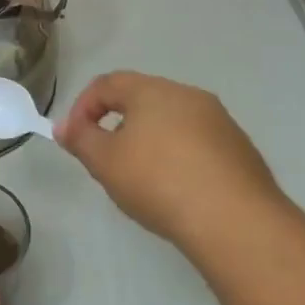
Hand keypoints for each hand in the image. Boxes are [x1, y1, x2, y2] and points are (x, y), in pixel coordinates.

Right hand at [56, 71, 295, 257]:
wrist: (235, 220)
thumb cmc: (158, 181)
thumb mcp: (105, 162)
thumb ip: (81, 139)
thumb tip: (64, 126)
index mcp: (153, 90)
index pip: (108, 83)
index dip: (83, 106)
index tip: (74, 138)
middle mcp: (188, 95)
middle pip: (142, 99)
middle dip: (117, 124)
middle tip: (106, 159)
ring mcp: (220, 121)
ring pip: (172, 122)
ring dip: (149, 141)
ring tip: (141, 179)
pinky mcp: (240, 149)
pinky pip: (197, 144)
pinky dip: (178, 158)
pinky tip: (176, 190)